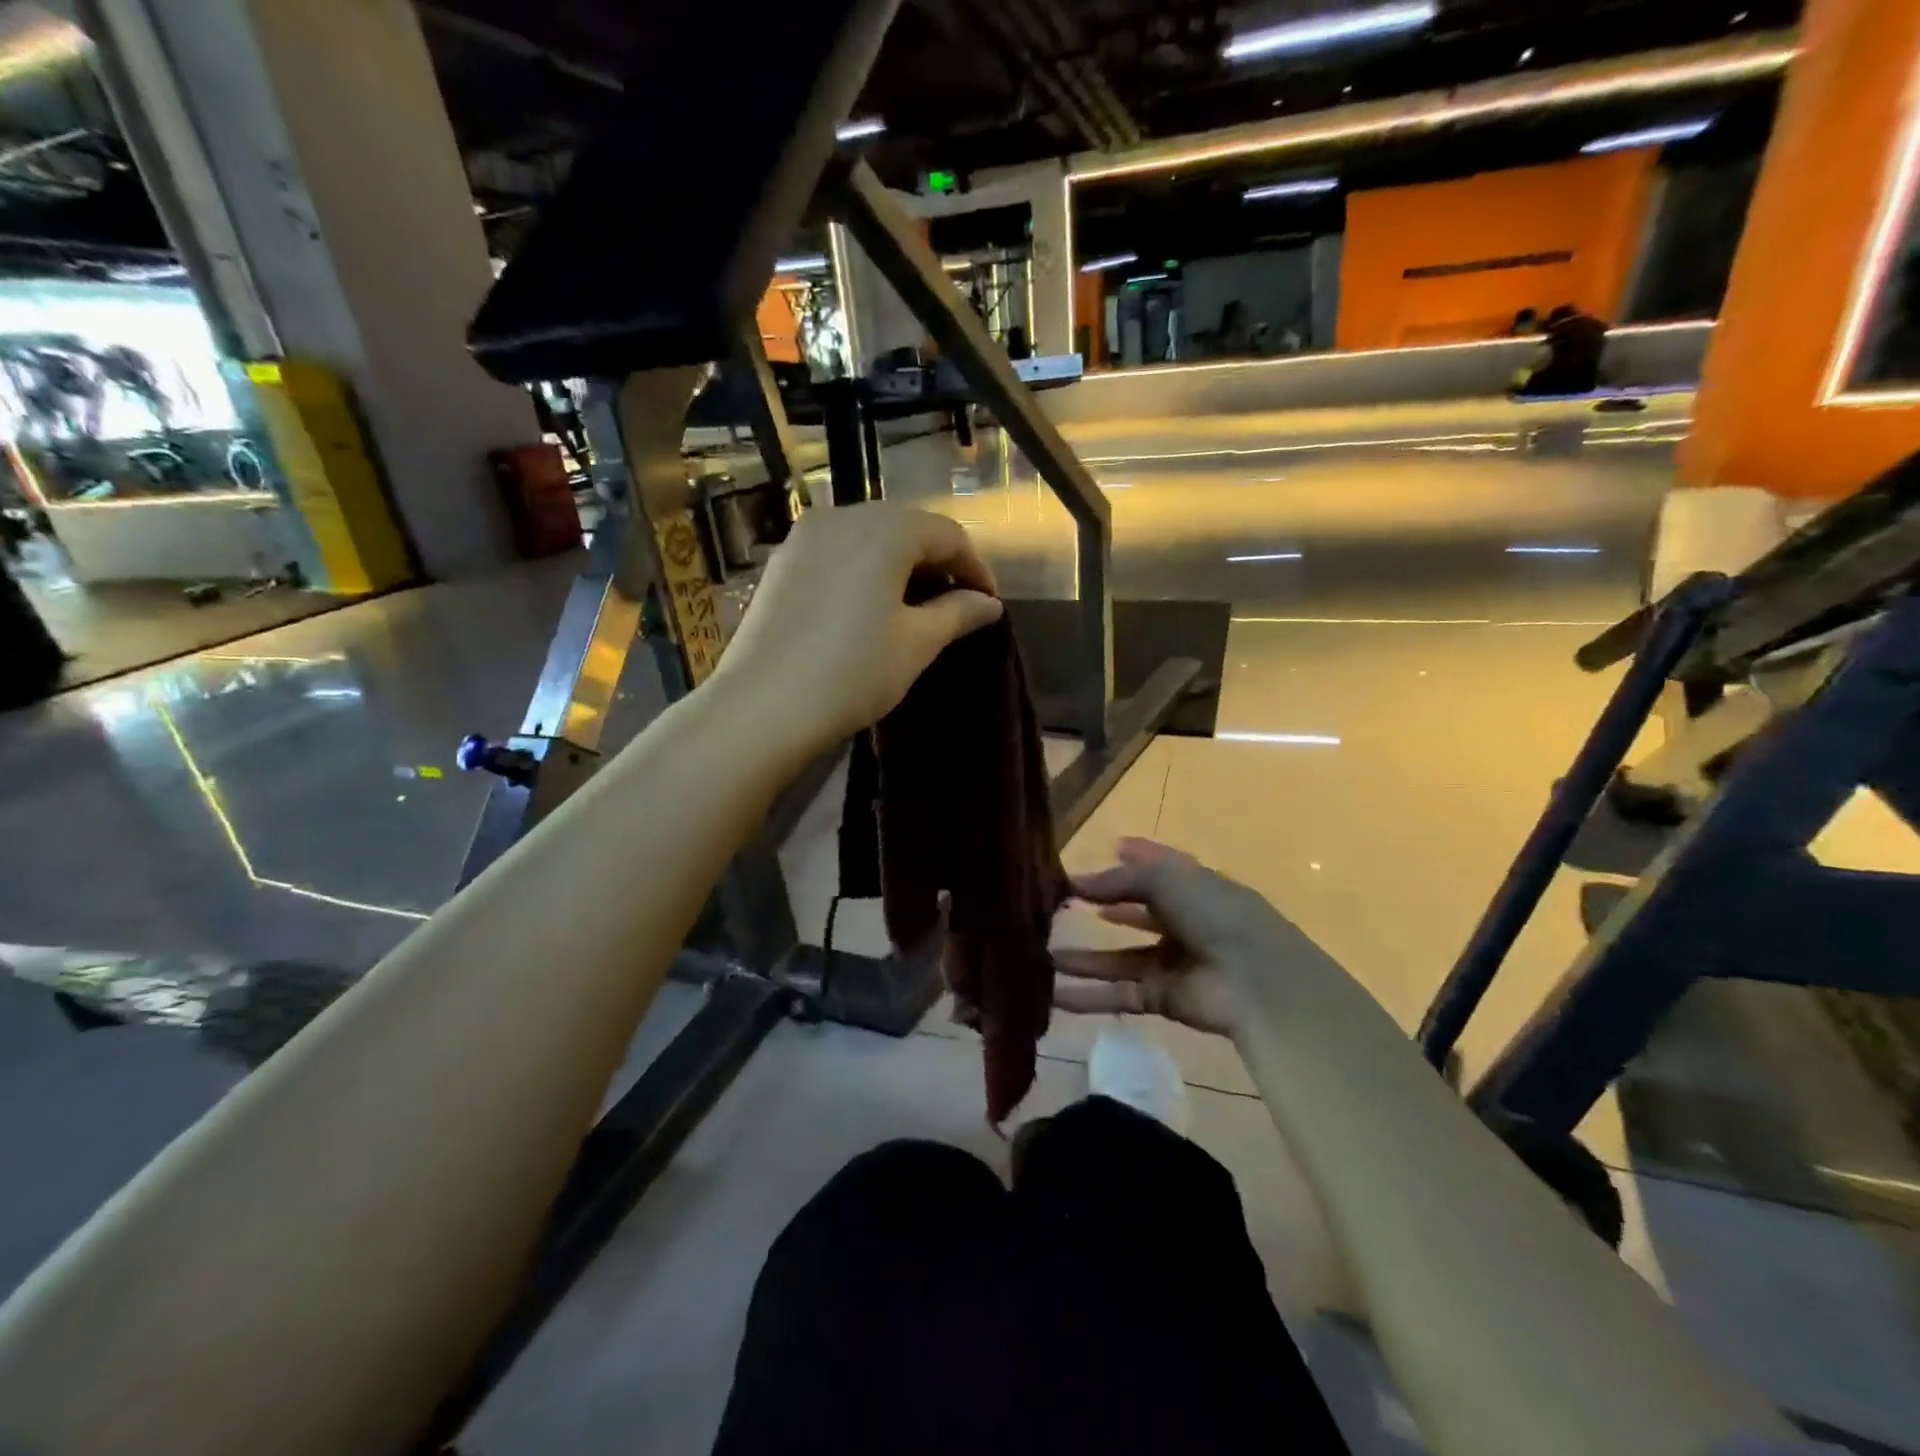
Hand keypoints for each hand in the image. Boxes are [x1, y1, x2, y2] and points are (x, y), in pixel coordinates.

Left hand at [713, 502, 1002, 745]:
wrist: (763, 706)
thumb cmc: (853, 672)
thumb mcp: (916, 644)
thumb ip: (958, 614)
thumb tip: (989, 603)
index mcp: (885, 529)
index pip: (948, 534)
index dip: (975, 568)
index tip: (989, 604)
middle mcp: (843, 516)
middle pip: (907, 527)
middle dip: (938, 562)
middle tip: (956, 603)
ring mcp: (805, 536)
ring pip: (869, 536)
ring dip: (900, 563)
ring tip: (915, 605)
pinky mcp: (781, 561)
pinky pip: (837, 551)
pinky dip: (864, 568)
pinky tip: (869, 604)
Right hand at [1054, 838, 1333, 1036]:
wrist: (1255, 981)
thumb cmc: (1215, 914)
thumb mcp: (1167, 879)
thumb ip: (1120, 879)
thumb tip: (1077, 882)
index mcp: (1193, 886)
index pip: (1156, 868)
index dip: (1130, 860)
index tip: (1099, 854)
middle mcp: (1183, 922)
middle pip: (1135, 913)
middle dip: (1101, 908)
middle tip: (1058, 907)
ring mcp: (1173, 963)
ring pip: (1119, 959)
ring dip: (1085, 959)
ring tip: (1043, 955)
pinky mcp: (1163, 998)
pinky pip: (1120, 994)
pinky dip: (1090, 996)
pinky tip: (1056, 993)